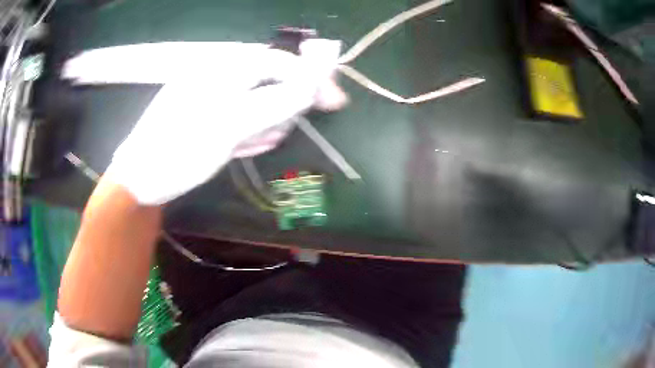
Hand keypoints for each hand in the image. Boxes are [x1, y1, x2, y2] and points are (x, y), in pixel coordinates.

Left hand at [105, 39, 345, 204]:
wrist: (140, 179)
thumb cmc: (179, 150)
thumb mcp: (229, 125)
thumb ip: (273, 103)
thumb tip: (310, 88)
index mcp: (222, 68)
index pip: (278, 61)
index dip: (309, 77)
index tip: (334, 101)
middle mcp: (218, 75)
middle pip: (269, 81)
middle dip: (283, 105)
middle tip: (283, 130)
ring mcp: (211, 95)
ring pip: (255, 101)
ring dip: (265, 121)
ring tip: (255, 142)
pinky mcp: (207, 114)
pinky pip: (239, 116)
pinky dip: (248, 130)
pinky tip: (243, 145)